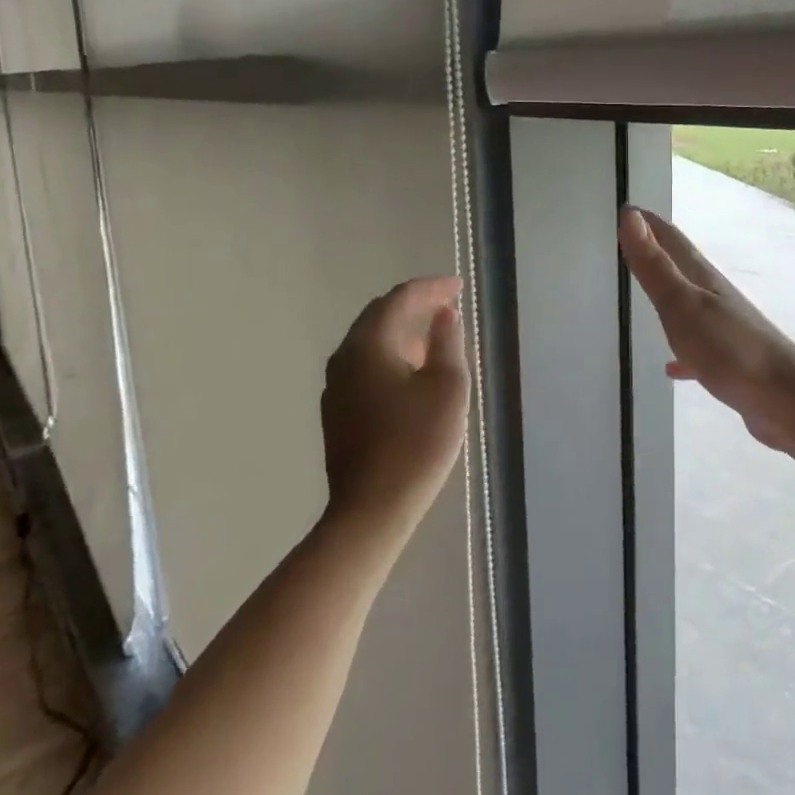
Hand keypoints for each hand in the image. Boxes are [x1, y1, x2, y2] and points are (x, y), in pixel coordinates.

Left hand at [320, 276, 469, 539]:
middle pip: (380, 315)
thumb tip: (443, 315)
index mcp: (369, 344)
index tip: (458, 287)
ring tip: (435, 333)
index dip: (431, 288)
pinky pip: (366, 365)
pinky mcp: (338, 411)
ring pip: (371, 341)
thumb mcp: (447, 386)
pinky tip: (412, 370)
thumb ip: (446, 342)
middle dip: (415, 305)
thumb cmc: (418, 443)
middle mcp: (345, 357)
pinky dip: (391, 354)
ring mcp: (336, 386)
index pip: (400, 299)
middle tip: (447, 304)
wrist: (372, 508)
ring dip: (403, 330)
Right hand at [617, 207, 794, 452]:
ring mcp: (725, 328)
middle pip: (681, 267)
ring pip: (690, 304)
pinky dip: (682, 349)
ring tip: (644, 296)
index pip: (671, 239)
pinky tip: (672, 366)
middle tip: (628, 246)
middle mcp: (715, 296)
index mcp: (702, 278)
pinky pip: (698, 347)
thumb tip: (630, 214)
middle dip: (655, 254)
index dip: (647, 223)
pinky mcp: (730, 361)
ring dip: (668, 295)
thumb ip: (655, 265)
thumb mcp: (682, 305)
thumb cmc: (730, 349)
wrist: (785, 401)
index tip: (624, 208)